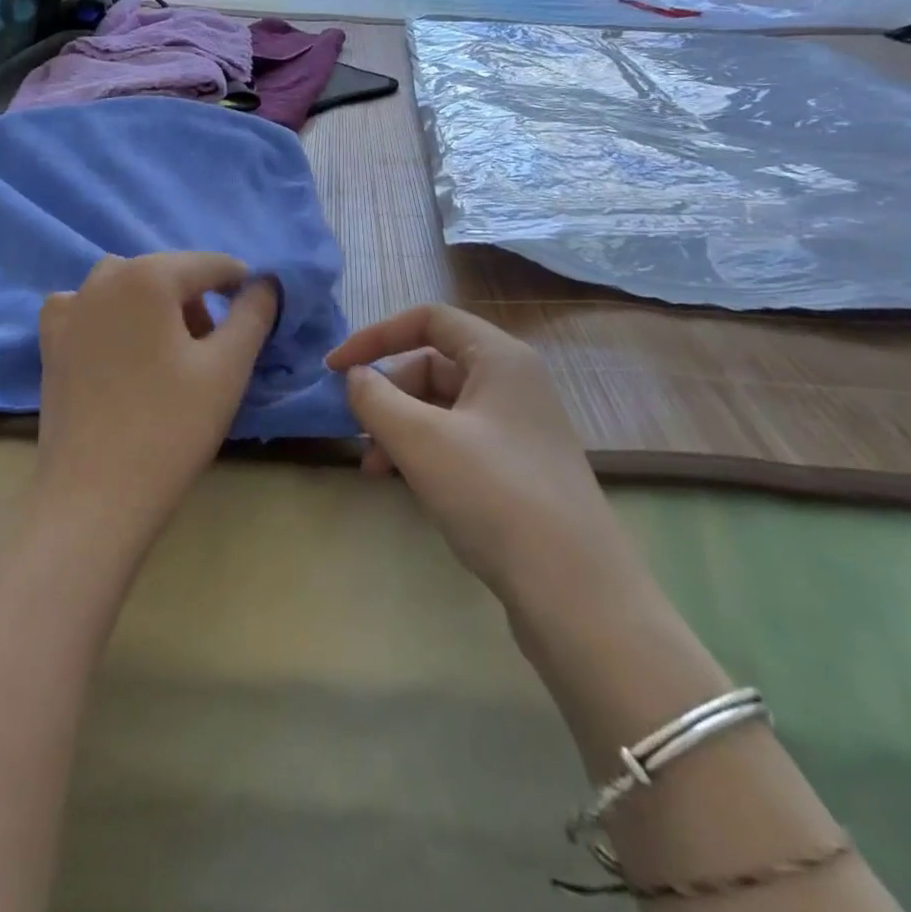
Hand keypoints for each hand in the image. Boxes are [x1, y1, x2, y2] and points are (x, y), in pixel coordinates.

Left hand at [35, 252, 280, 540]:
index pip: (210, 264)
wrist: (95, 494)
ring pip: (126, 287)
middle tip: (214, 348)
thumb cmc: (172, 426)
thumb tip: (265, 283)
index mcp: (148, 276)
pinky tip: (120, 350)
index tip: (256, 313)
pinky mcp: (51, 342)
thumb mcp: (228, 367)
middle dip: (196, 300)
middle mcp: (103, 279)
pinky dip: (110, 317)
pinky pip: (88, 309)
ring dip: (154, 305)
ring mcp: (70, 310)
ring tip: (170, 353)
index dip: (240, 284)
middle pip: (166, 273)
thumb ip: (253, 314)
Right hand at [327, 304, 619, 594]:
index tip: (336, 368)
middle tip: (356, 430)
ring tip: (374, 467)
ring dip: (400, 427)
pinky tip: (404, 482)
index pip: (428, 319)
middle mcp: (514, 383)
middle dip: (388, 394)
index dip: (376, 336)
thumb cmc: (494, 495)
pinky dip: (423, 451)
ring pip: (441, 407)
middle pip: (432, 365)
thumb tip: (356, 377)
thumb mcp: (421, 440)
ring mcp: (518, 427)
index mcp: (500, 358)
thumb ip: (375, 398)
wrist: (574, 592)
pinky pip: (457, 439)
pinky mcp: (518, 468)